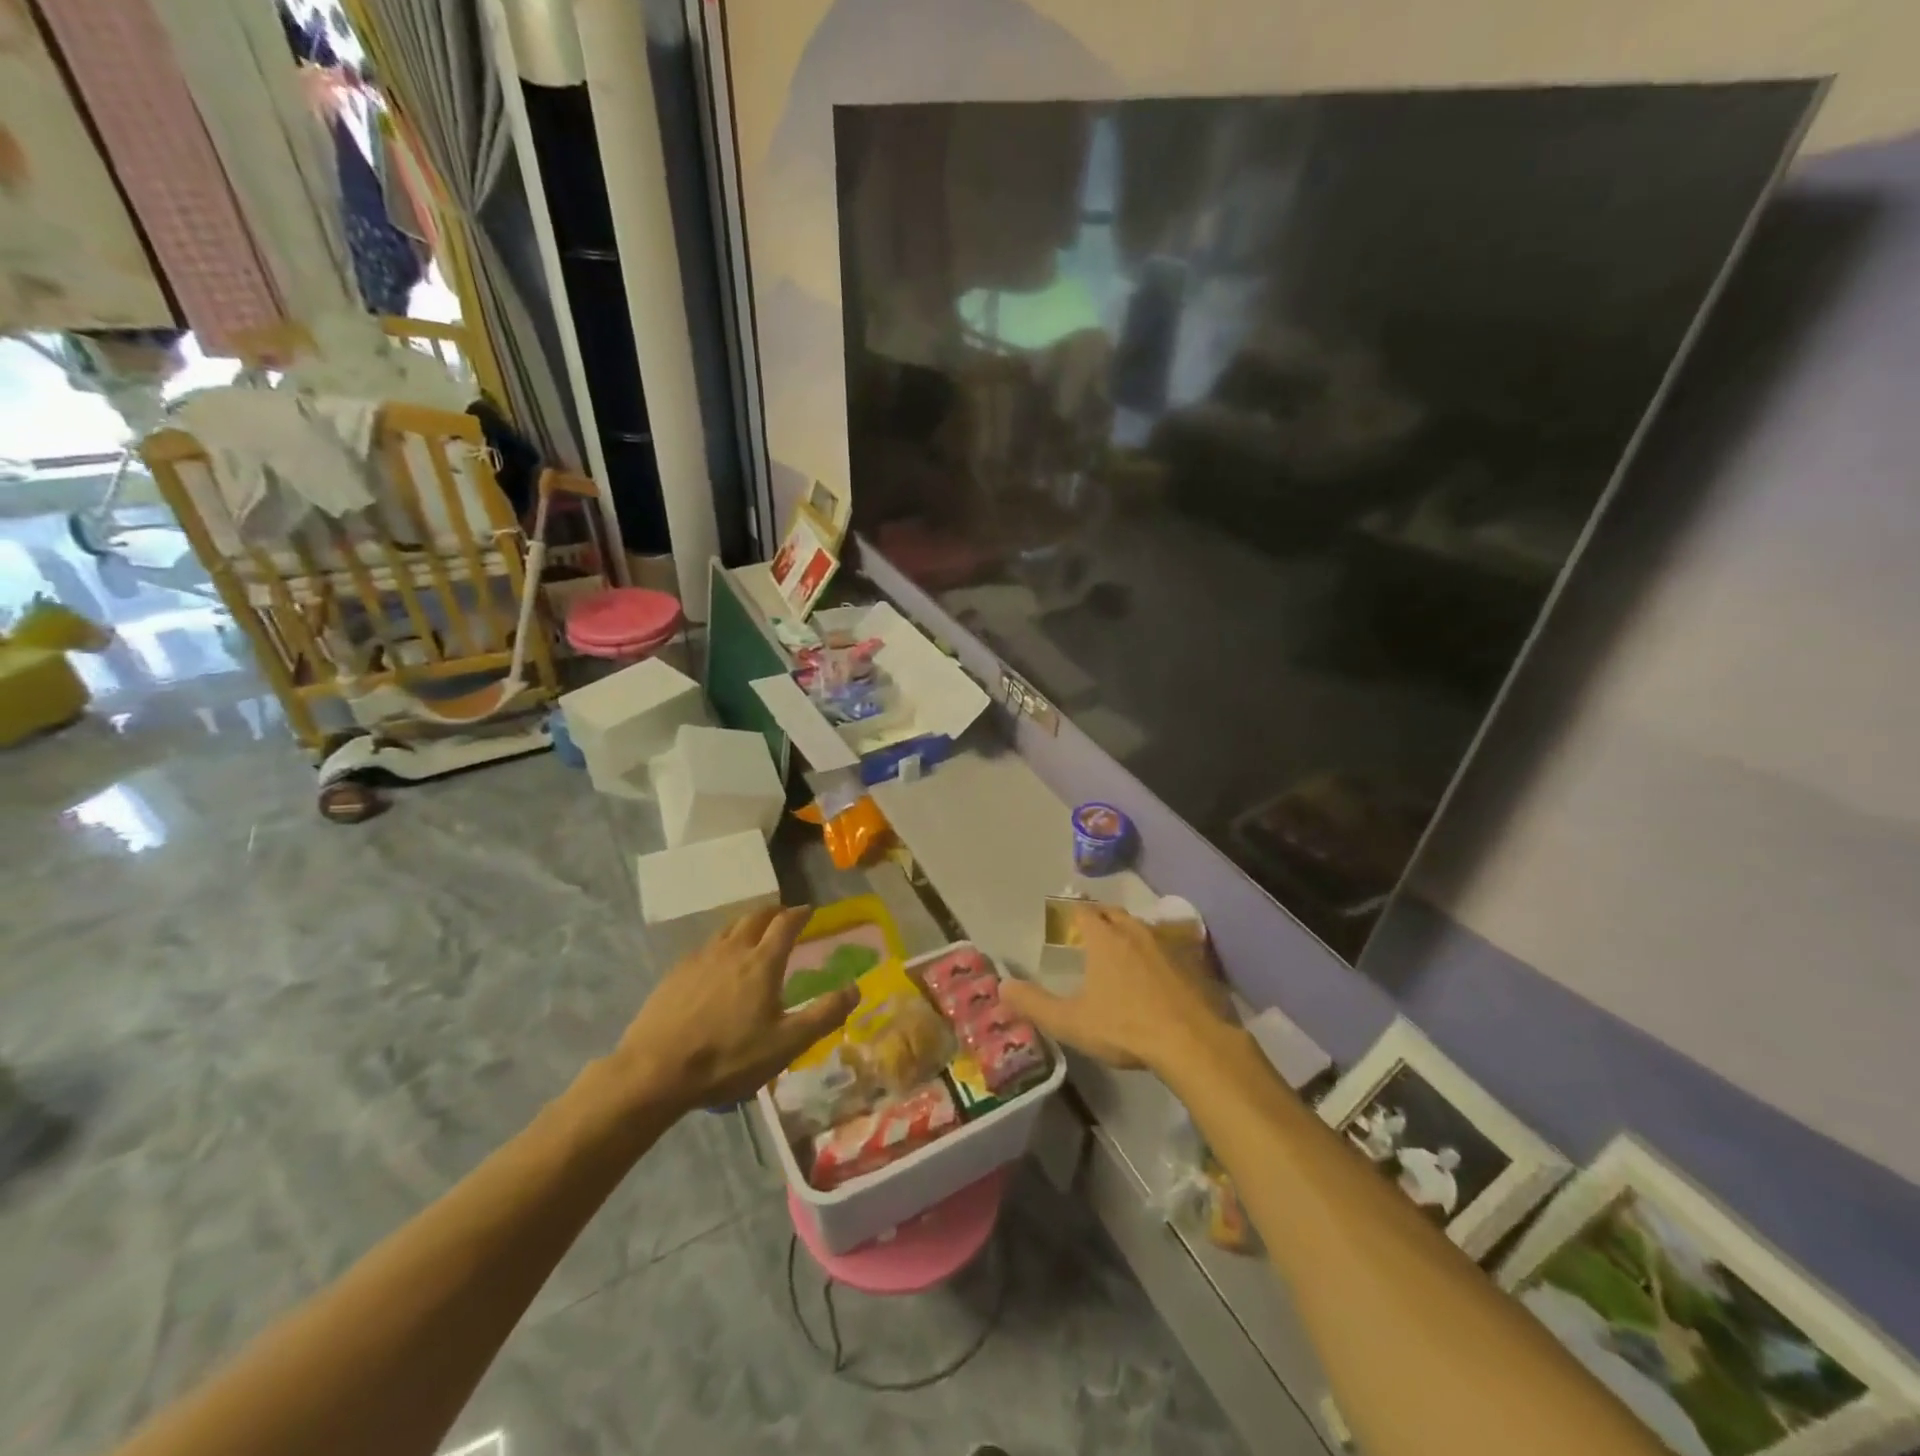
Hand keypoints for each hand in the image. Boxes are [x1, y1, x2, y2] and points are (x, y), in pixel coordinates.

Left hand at [613, 906, 857, 1116]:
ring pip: (728, 929)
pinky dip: (721, 945)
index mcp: (762, 963)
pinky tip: (717, 964)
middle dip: (773, 912)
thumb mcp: (786, 1044)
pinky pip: (706, 948)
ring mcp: (700, 959)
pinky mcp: (676, 973)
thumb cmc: (728, 1058)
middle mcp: (732, 950)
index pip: (785, 924)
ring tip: (753, 933)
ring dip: (746, 925)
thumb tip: (856, 988)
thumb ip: (824, 1015)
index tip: (809, 910)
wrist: (654, 1071)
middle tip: (783, 915)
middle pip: (755, 918)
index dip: (800, 913)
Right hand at [1002, 904, 1230, 1075]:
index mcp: (1104, 940)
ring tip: (1121, 944)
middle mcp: (1134, 932)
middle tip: (1090, 926)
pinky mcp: (1192, 962)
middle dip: (1100, 915)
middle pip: (1114, 912)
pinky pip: (1168, 945)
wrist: (1192, 1043)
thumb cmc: (1125, 1028)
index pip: (1083, 911)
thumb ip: (1034, 1005)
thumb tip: (1003, 986)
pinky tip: (1157, 968)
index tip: (1064, 915)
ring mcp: (1167, 945)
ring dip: (1128, 930)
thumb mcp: (1071, 1022)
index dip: (1072, 910)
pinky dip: (1156, 950)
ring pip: (1142, 926)